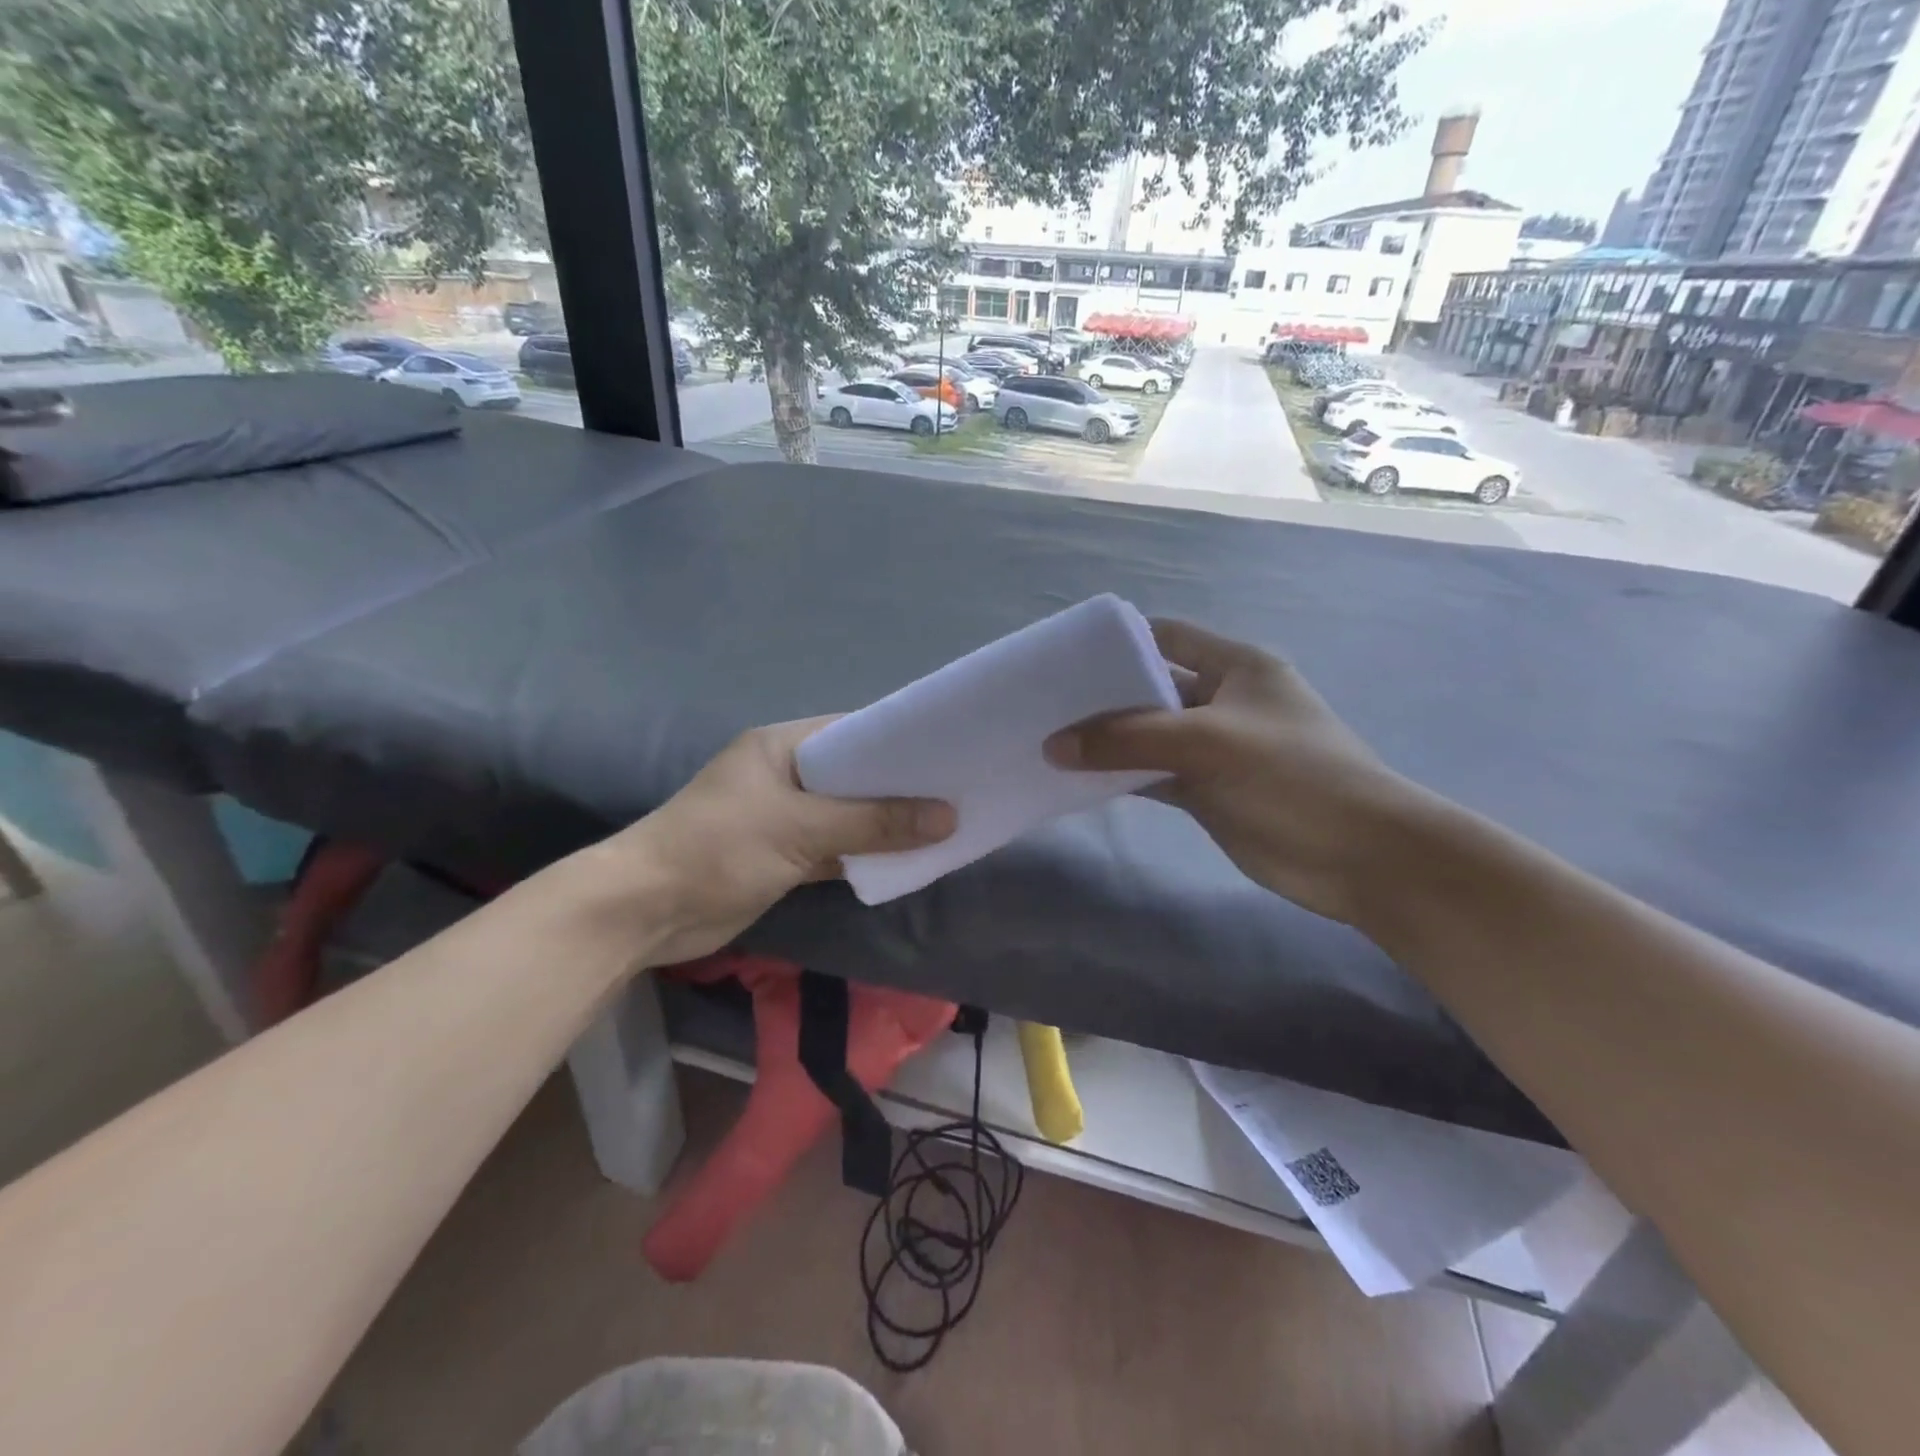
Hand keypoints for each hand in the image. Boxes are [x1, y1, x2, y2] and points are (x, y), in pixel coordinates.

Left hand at [594, 719, 953, 967]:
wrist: (645, 912)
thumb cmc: (718, 849)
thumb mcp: (799, 828)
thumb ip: (874, 822)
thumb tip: (948, 816)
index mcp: (781, 747)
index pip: (851, 732)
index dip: (899, 742)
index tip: (948, 752)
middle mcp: (784, 776)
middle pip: (854, 777)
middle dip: (900, 788)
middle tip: (958, 792)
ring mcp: (783, 818)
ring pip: (848, 816)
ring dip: (886, 825)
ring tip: (946, 825)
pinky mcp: (783, 857)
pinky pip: (836, 849)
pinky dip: (865, 856)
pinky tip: (907, 860)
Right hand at [1045, 620, 1423, 926]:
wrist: (1359, 857)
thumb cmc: (1292, 777)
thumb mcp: (1207, 743)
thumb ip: (1128, 740)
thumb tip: (1054, 744)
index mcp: (1236, 667)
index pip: (1168, 637)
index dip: (1119, 642)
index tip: (1066, 656)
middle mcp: (1222, 701)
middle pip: (1151, 689)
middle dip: (1103, 696)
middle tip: (1044, 704)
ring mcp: (1215, 749)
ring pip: (1148, 737)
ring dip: (1108, 742)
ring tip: (1049, 741)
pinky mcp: (1208, 791)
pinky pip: (1154, 776)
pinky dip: (1122, 778)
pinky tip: (1080, 781)